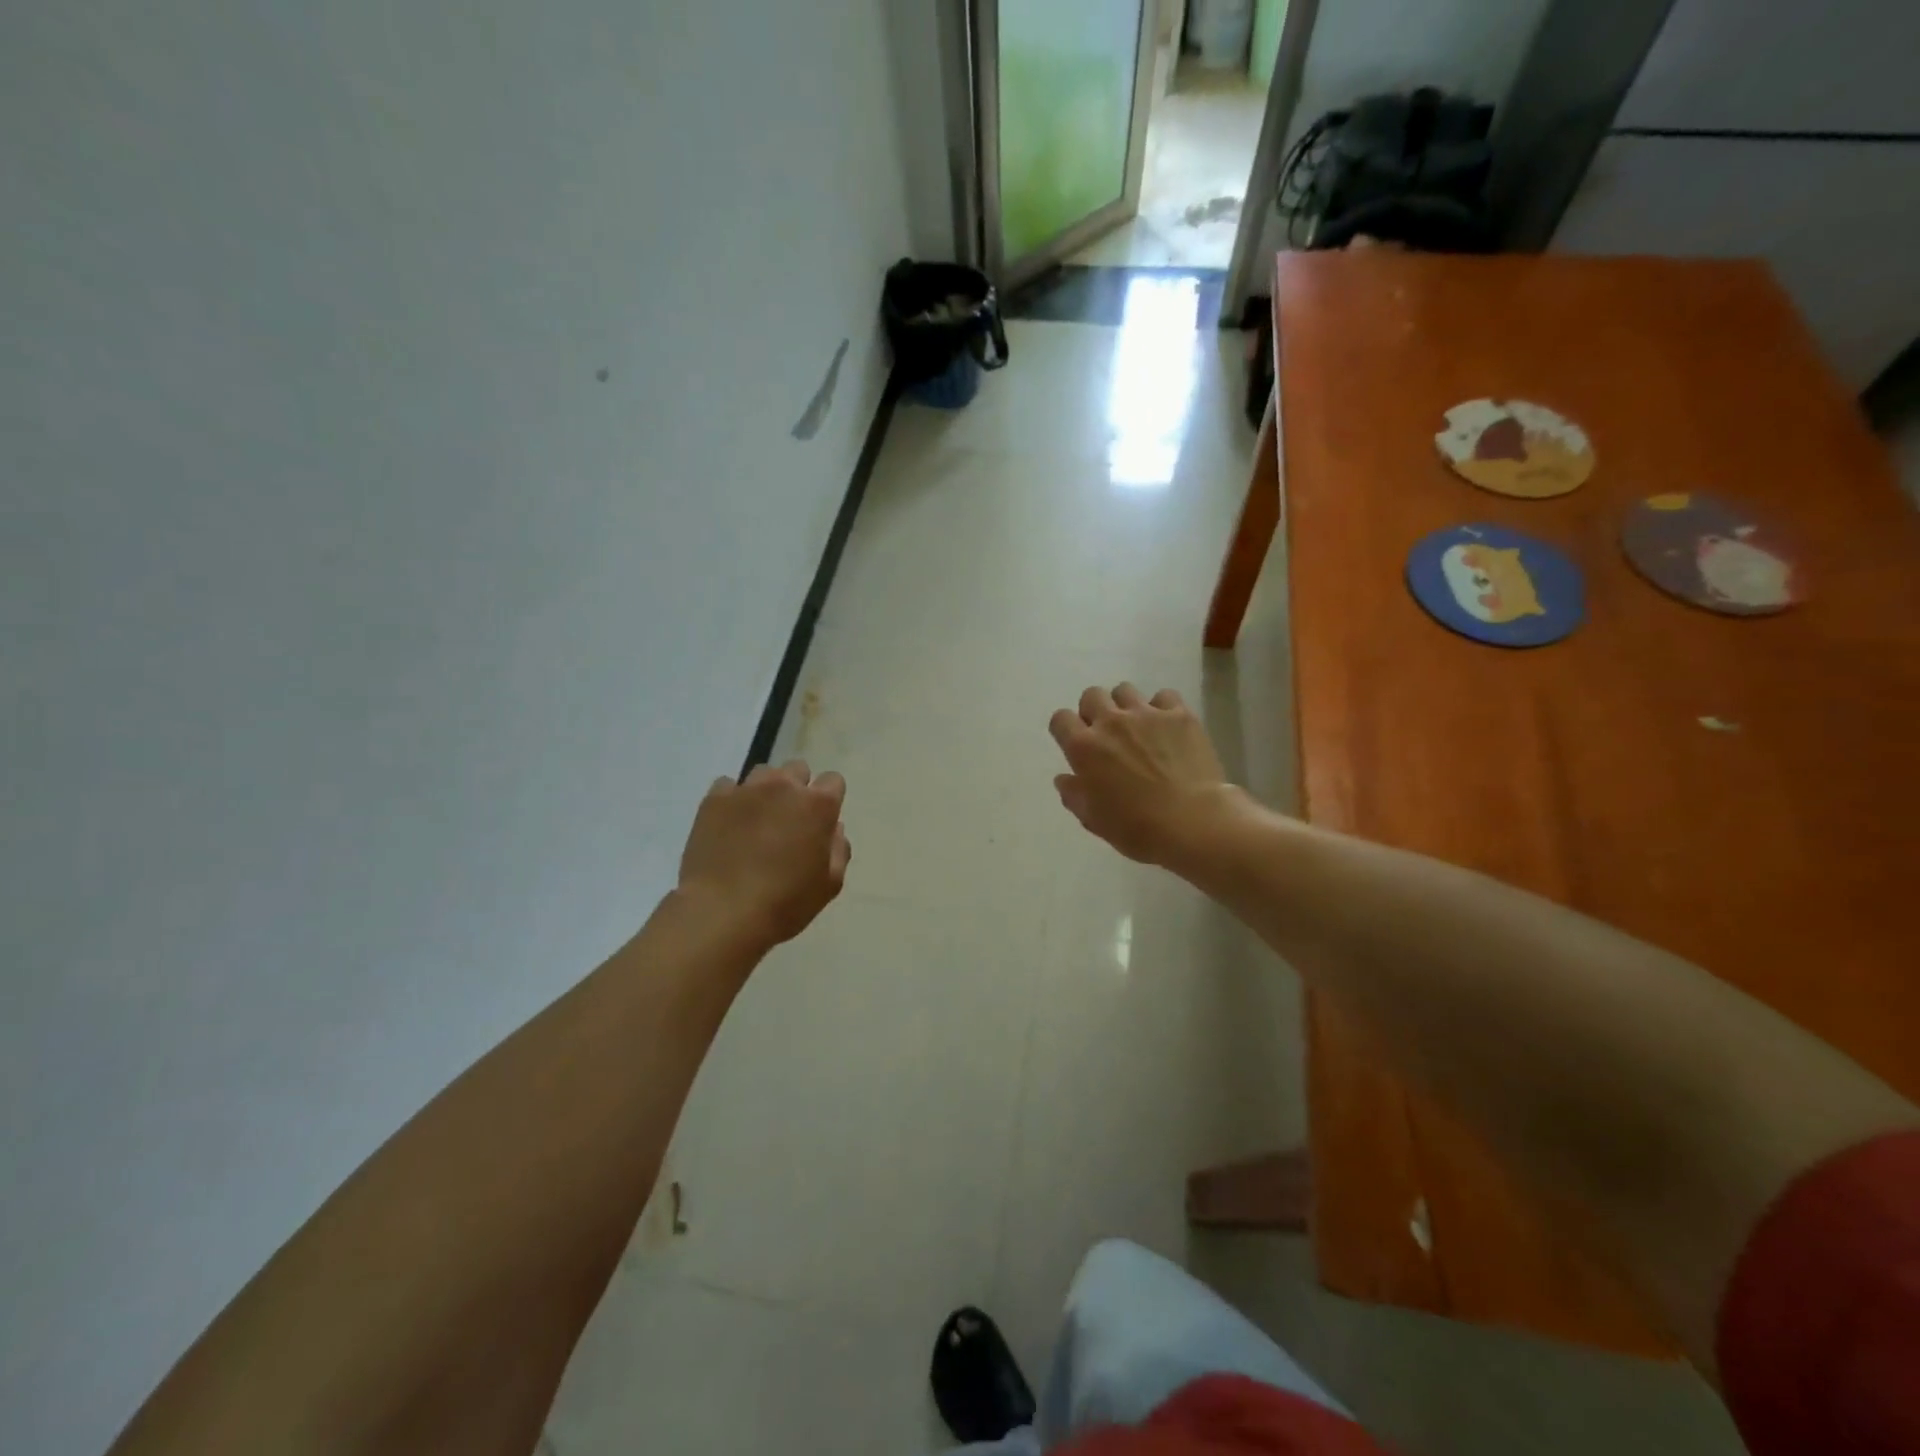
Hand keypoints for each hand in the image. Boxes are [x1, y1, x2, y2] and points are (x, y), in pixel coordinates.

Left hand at [678, 761, 850, 946]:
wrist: (721, 912)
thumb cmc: (785, 902)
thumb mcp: (829, 885)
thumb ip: (838, 850)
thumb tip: (833, 829)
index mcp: (818, 805)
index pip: (833, 781)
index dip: (829, 800)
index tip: (820, 822)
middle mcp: (784, 786)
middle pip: (797, 769)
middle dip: (797, 788)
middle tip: (789, 820)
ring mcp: (746, 790)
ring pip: (763, 773)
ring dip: (766, 790)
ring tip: (757, 820)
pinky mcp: (714, 799)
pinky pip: (728, 786)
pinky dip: (733, 800)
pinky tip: (729, 825)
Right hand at [1048, 683, 1238, 866]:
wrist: (1193, 822)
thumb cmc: (1137, 828)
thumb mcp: (1094, 820)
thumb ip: (1074, 795)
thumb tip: (1065, 779)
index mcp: (1084, 748)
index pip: (1060, 719)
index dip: (1065, 729)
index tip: (1075, 743)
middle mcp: (1110, 722)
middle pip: (1092, 696)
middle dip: (1094, 711)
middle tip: (1107, 734)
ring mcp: (1146, 714)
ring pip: (1125, 690)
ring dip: (1125, 706)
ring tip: (1138, 726)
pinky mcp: (1179, 714)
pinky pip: (1164, 696)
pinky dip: (1162, 708)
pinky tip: (1168, 727)